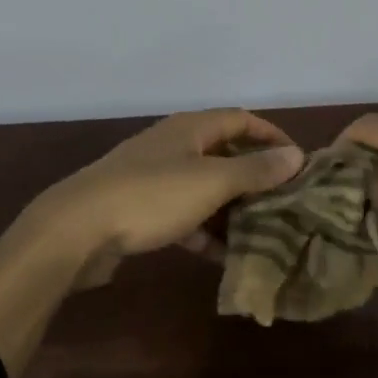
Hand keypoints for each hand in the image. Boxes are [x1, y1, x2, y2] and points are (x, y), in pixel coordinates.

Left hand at [19, 109, 304, 284]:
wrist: (77, 230)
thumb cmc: (151, 196)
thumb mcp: (211, 182)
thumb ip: (254, 170)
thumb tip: (296, 155)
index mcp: (190, 129)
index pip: (241, 120)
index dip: (272, 136)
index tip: (299, 163)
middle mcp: (174, 146)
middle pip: (225, 155)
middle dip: (256, 178)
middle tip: (287, 204)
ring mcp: (154, 178)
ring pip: (205, 189)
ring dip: (233, 208)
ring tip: (265, 233)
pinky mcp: (141, 210)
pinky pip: (184, 216)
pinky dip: (205, 231)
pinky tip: (225, 257)